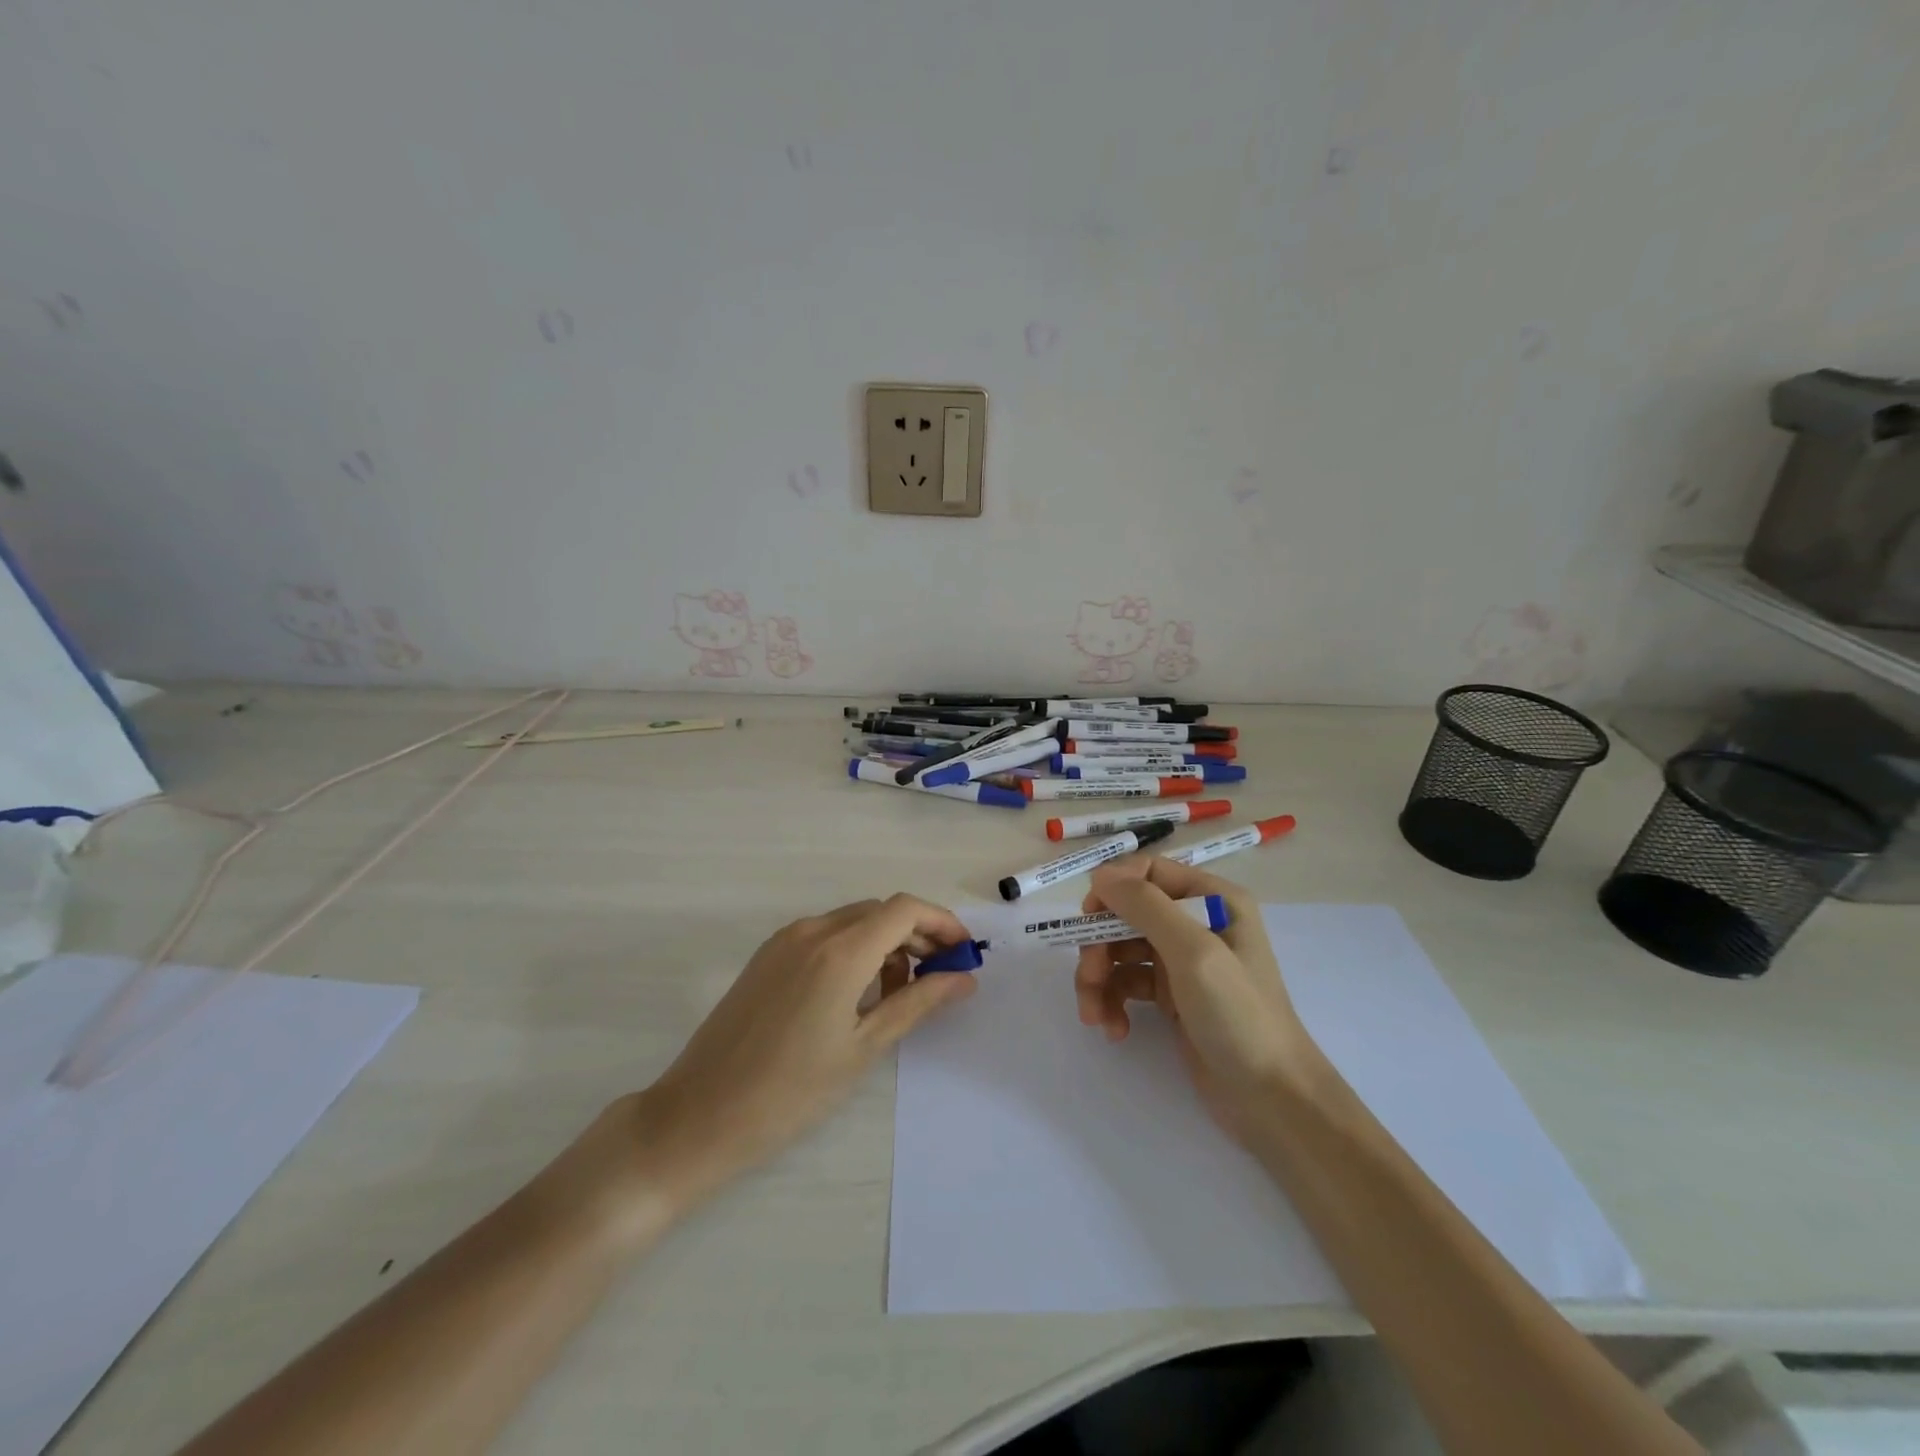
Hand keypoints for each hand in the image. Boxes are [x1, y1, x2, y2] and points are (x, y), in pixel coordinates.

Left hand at [629, 894, 975, 1212]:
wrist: (699, 1116)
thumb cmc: (790, 1092)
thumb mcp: (864, 1048)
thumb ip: (918, 1003)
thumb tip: (964, 978)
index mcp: (839, 951)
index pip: (904, 909)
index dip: (942, 922)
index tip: (964, 954)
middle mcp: (812, 930)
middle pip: (880, 911)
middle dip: (918, 935)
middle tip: (941, 977)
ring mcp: (785, 940)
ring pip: (853, 921)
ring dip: (886, 943)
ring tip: (899, 994)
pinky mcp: (768, 955)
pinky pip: (825, 935)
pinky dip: (854, 949)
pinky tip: (858, 993)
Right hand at [1074, 858, 1318, 1140]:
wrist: (1273, 1100)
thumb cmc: (1239, 1015)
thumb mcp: (1194, 952)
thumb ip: (1145, 907)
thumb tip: (1100, 875)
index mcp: (1212, 899)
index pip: (1148, 872)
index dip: (1113, 889)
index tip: (1087, 916)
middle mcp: (1196, 922)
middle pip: (1127, 914)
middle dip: (1100, 945)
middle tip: (1089, 978)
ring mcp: (1183, 961)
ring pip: (1120, 951)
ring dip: (1100, 979)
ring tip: (1094, 1016)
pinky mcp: (1172, 997)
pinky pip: (1128, 984)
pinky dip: (1114, 1002)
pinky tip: (1114, 1029)